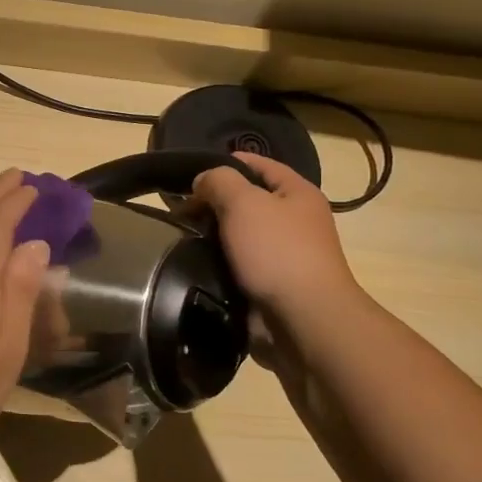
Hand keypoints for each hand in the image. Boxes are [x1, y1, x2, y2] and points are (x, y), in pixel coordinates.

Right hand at [191, 153, 360, 328]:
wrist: (303, 319)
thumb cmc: (277, 251)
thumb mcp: (243, 202)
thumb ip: (218, 181)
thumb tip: (203, 181)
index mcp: (298, 193)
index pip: (260, 165)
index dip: (227, 162)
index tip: (191, 172)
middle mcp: (295, 221)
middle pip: (248, 201)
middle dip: (213, 203)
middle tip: (179, 210)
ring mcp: (284, 255)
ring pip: (240, 235)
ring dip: (213, 236)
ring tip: (180, 237)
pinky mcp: (272, 285)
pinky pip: (239, 265)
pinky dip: (218, 264)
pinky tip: (195, 264)